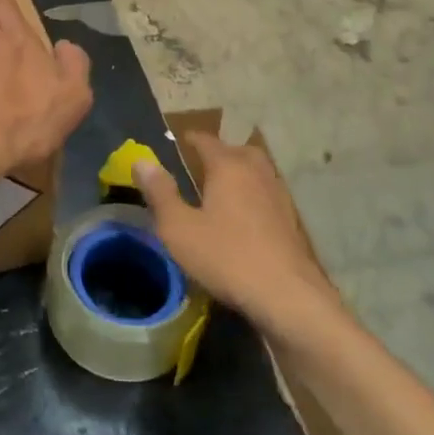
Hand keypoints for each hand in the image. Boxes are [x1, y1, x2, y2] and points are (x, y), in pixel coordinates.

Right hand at [135, 134, 341, 336]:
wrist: (287, 296)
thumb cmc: (226, 257)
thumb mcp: (178, 228)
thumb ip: (159, 193)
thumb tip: (142, 161)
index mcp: (228, 166)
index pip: (206, 140)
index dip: (190, 139)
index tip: (178, 141)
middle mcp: (256, 171)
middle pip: (236, 150)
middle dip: (218, 153)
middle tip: (200, 165)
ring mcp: (278, 194)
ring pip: (256, 171)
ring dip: (238, 173)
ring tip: (220, 189)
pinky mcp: (291, 220)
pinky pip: (266, 193)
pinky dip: (252, 194)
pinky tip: (243, 216)